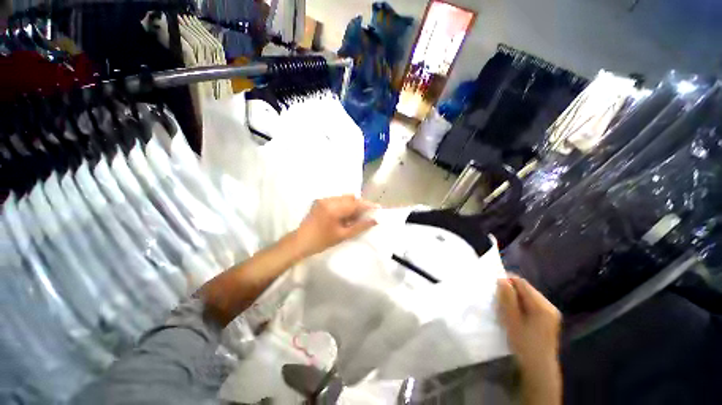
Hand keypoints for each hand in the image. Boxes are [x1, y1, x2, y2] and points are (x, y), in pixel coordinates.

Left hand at [295, 195, 378, 256]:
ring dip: (351, 205)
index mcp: (333, 209)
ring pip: (344, 198)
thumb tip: (374, 220)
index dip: (367, 205)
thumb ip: (360, 226)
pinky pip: (336, 200)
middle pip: (350, 198)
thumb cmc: (322, 241)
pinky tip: (343, 216)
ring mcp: (323, 199)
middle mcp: (328, 200)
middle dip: (359, 205)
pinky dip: (343, 205)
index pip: (355, 203)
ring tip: (353, 217)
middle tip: (364, 215)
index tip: (377, 207)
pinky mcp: (320, 201)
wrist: (300, 242)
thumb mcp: (343, 235)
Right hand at [497, 276, 561, 378]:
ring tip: (505, 308)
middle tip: (498, 299)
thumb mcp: (511, 320)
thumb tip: (501, 279)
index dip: (506, 280)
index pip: (521, 283)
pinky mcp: (549, 319)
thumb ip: (507, 298)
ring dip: (515, 298)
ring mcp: (551, 313)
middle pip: (526, 289)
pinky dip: (521, 305)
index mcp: (542, 306)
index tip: (494, 286)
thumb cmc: (523, 344)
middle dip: (510, 290)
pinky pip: (532, 304)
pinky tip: (515, 315)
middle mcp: (549, 306)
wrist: (539, 368)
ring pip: (528, 296)